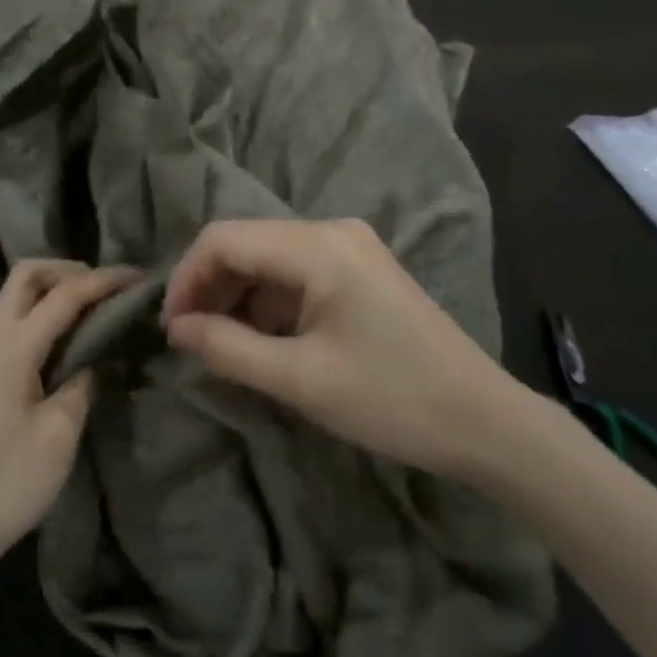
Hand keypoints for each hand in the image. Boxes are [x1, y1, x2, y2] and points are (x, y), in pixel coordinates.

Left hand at [0, 260, 135, 572]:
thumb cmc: (9, 480)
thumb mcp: (60, 431)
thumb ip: (81, 380)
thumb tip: (92, 356)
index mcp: (11, 346)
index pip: (63, 294)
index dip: (103, 281)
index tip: (139, 277)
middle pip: (26, 276)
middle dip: (68, 270)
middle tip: (107, 289)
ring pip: (15, 296)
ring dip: (52, 290)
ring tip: (94, 309)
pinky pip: (11, 322)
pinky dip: (40, 314)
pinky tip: (66, 338)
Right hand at [162, 218, 523, 478]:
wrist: (487, 424)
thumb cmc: (392, 399)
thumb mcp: (299, 379)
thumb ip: (227, 348)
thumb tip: (175, 329)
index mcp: (318, 246)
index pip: (223, 239)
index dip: (185, 279)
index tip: (169, 329)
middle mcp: (331, 232)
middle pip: (244, 245)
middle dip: (208, 289)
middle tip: (188, 341)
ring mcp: (349, 250)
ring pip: (267, 261)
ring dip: (235, 299)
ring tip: (218, 348)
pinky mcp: (359, 273)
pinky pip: (294, 277)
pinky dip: (267, 306)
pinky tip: (259, 343)